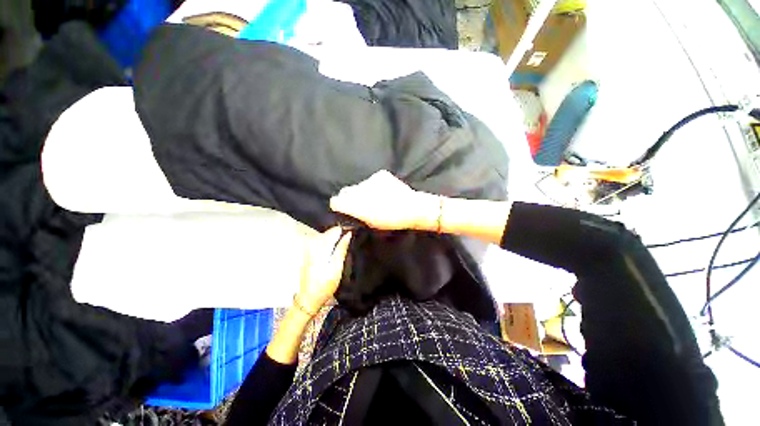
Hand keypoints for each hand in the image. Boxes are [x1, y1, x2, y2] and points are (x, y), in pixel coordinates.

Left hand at [296, 227, 352, 314]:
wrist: (308, 298)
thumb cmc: (325, 285)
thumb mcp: (337, 267)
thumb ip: (342, 248)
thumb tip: (348, 234)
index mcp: (320, 246)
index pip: (335, 229)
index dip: (346, 231)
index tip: (353, 235)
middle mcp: (312, 243)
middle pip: (330, 232)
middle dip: (340, 235)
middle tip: (349, 244)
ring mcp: (308, 247)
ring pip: (326, 236)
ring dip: (335, 240)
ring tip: (343, 248)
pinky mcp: (307, 252)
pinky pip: (321, 242)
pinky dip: (329, 244)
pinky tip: (334, 253)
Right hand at [330, 170, 438, 230]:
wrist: (412, 208)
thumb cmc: (391, 221)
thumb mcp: (370, 224)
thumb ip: (356, 216)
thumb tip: (348, 211)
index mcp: (355, 205)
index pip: (336, 201)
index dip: (339, 205)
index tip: (343, 208)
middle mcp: (359, 190)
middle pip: (346, 191)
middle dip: (350, 198)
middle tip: (361, 204)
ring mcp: (370, 180)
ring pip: (360, 185)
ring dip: (364, 191)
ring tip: (377, 198)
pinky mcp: (380, 174)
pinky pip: (372, 180)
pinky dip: (375, 185)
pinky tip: (384, 191)